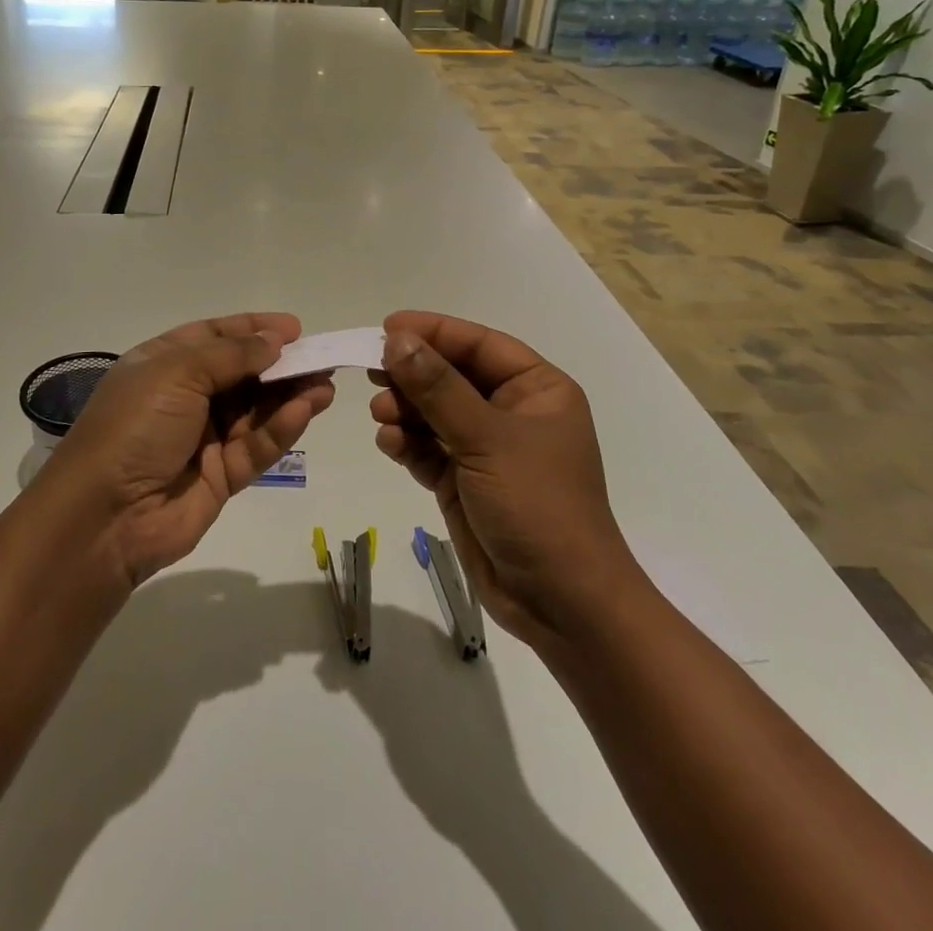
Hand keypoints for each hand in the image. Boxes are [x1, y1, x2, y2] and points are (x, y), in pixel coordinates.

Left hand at [47, 313, 335, 585]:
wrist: (104, 517)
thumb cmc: (135, 426)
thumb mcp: (177, 373)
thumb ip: (232, 355)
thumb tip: (274, 340)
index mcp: (163, 364)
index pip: (213, 336)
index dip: (253, 329)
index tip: (294, 328)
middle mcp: (184, 397)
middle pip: (242, 373)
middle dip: (280, 364)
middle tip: (321, 358)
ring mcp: (204, 438)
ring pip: (256, 410)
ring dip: (290, 395)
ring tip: (326, 383)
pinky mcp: (222, 476)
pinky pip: (257, 446)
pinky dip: (281, 428)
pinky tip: (306, 410)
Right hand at [370, 311, 632, 648]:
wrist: (560, 603)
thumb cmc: (537, 505)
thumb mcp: (487, 438)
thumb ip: (438, 387)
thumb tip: (397, 340)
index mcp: (537, 389)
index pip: (479, 344)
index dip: (434, 331)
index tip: (387, 328)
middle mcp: (511, 412)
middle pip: (452, 376)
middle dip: (413, 375)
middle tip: (372, 372)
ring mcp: (486, 448)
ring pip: (435, 412)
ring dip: (405, 410)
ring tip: (381, 416)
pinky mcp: (464, 481)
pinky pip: (428, 448)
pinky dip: (407, 443)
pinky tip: (389, 443)